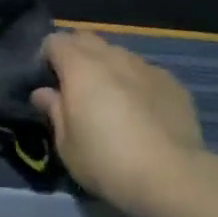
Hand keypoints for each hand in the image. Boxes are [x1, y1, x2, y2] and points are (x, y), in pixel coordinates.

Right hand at [32, 31, 207, 216]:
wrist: (173, 177)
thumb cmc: (107, 161)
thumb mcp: (67, 145)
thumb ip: (54, 111)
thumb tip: (44, 92)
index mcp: (80, 66)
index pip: (55, 41)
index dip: (47, 57)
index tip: (48, 81)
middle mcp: (112, 56)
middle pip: (86, 39)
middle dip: (76, 54)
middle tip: (76, 86)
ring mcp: (145, 66)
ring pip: (118, 54)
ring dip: (108, 68)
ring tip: (112, 99)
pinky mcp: (172, 82)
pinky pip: (145, 73)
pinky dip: (137, 84)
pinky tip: (144, 112)